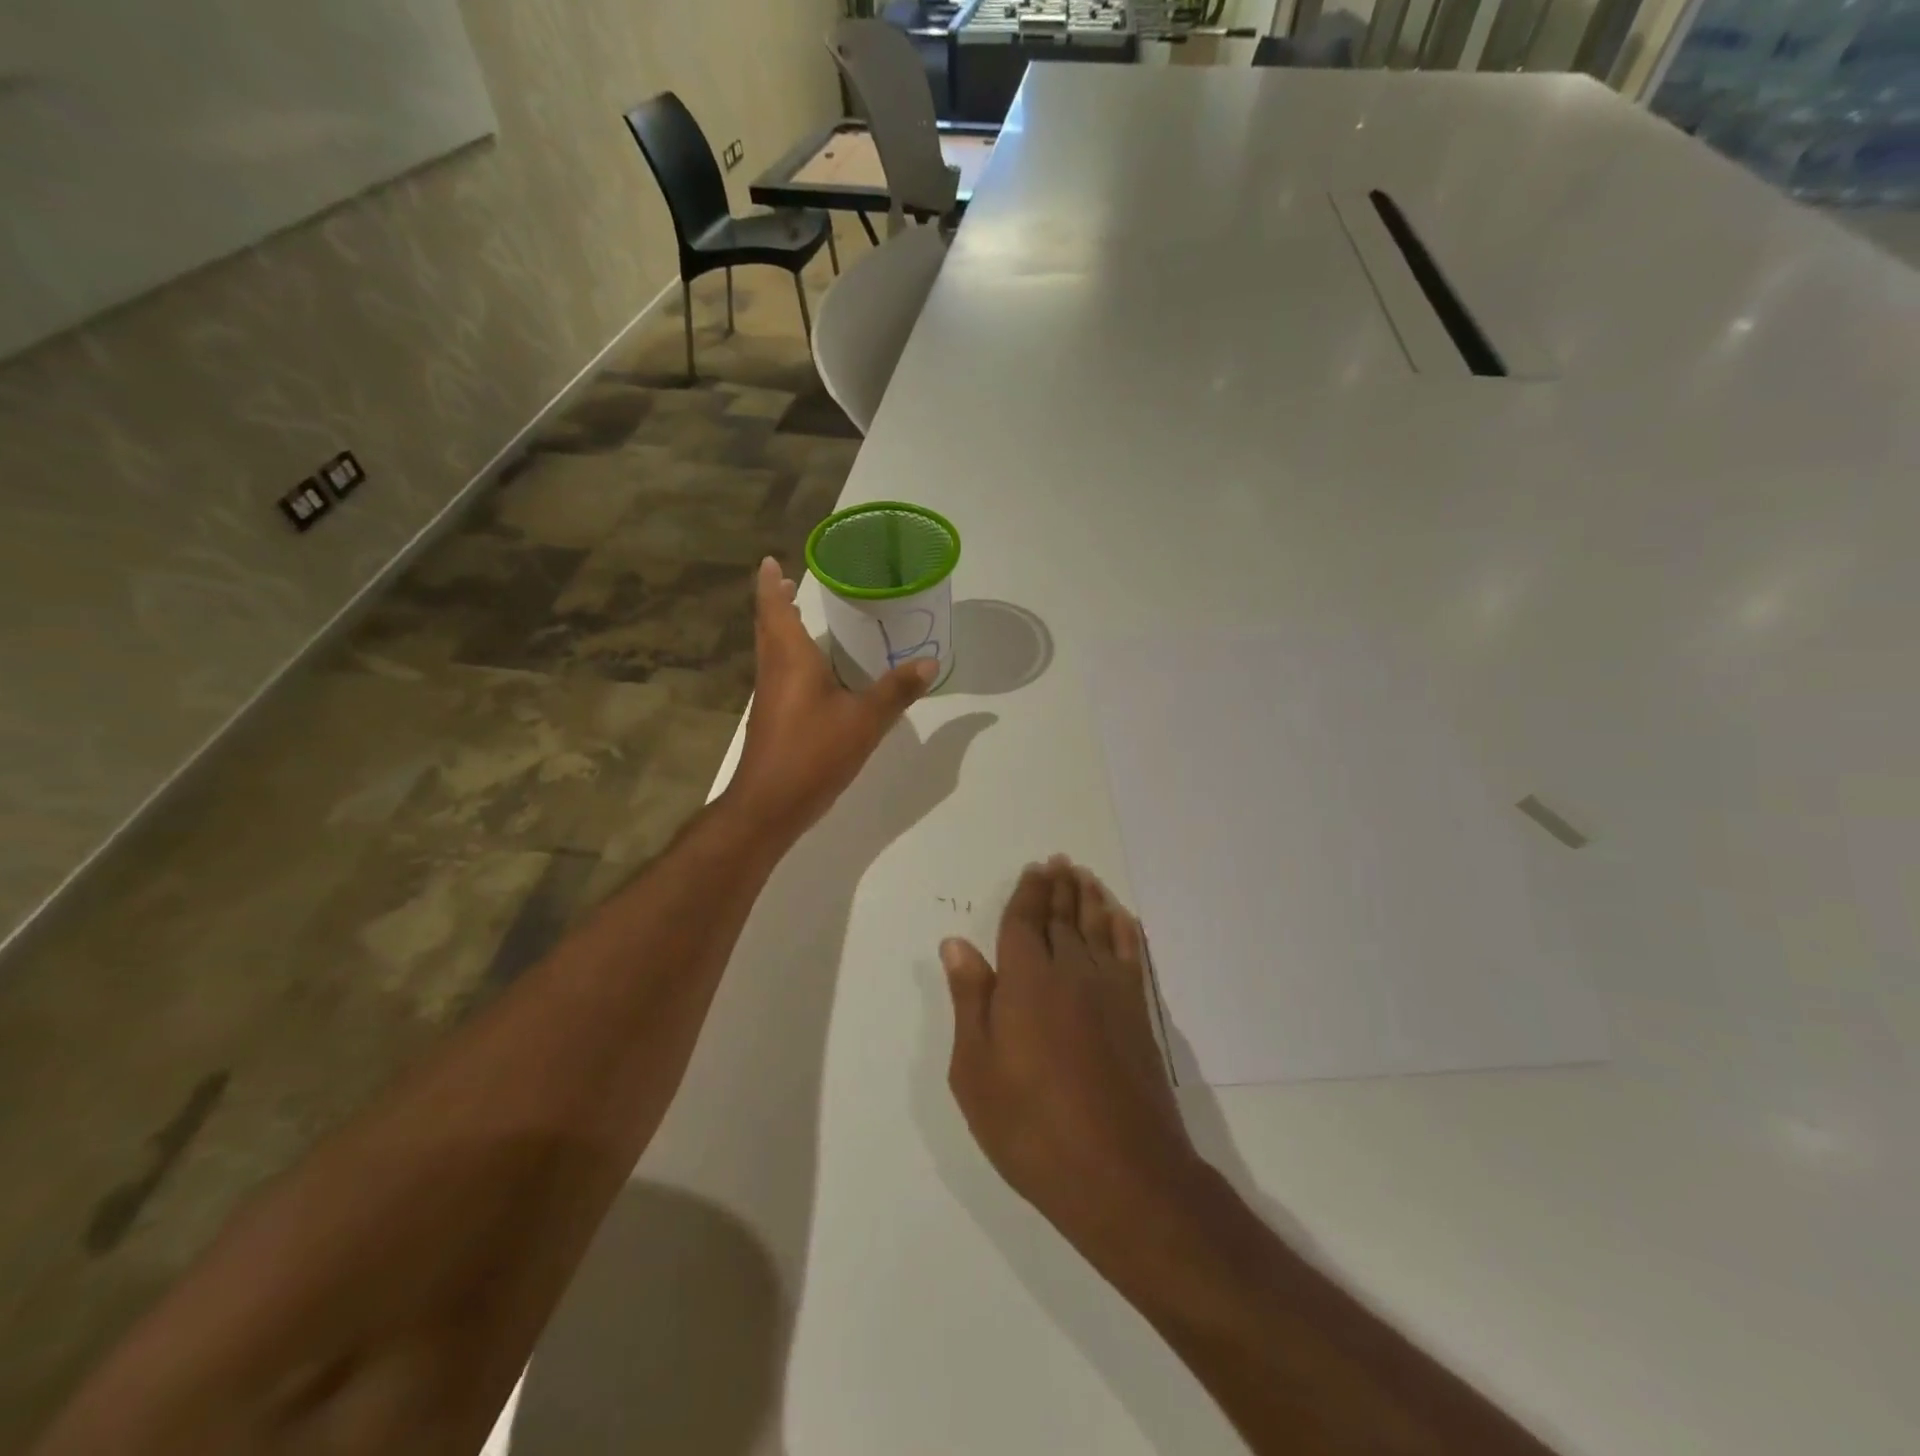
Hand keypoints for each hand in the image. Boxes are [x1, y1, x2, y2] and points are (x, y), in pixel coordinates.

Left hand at [727, 556, 937, 840]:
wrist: (770, 804)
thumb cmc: (814, 753)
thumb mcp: (865, 721)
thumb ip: (896, 691)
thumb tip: (930, 663)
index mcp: (791, 659)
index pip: (774, 609)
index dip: (770, 583)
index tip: (771, 561)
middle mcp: (774, 670)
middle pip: (768, 626)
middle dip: (776, 602)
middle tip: (789, 582)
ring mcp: (769, 696)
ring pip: (771, 650)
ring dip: (781, 628)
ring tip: (800, 615)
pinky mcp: (772, 718)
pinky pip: (779, 673)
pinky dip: (790, 657)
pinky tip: (813, 671)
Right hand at [943, 859, 1208, 1268]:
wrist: (1120, 1174)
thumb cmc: (1031, 1126)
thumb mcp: (976, 1071)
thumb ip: (969, 1000)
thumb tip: (957, 944)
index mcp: (1026, 980)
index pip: (1026, 922)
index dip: (1029, 893)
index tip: (1034, 869)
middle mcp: (1072, 972)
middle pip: (1065, 918)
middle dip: (1060, 888)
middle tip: (1060, 862)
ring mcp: (1111, 992)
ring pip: (1099, 929)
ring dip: (1091, 899)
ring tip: (1085, 877)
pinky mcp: (1138, 1015)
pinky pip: (1131, 956)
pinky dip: (1125, 931)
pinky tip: (1122, 919)